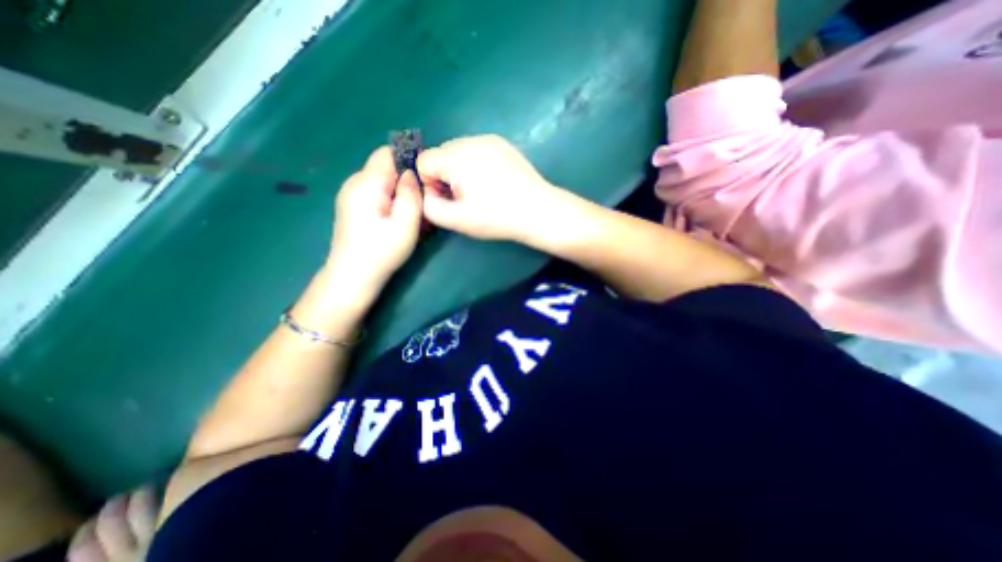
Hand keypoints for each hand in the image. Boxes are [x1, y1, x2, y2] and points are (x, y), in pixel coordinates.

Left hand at [330, 148, 420, 290]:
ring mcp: (351, 194)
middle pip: (386, 167)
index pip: (388, 153)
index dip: (410, 160)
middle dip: (407, 180)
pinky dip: (391, 200)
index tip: (426, 180)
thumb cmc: (381, 252)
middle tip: (422, 203)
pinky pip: (376, 192)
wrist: (352, 277)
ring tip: (412, 214)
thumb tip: (412, 172)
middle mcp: (355, 183)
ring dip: (400, 192)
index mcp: (366, 184)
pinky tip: (398, 219)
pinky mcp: (353, 206)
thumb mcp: (405, 225)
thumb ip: (410, 195)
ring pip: (383, 181)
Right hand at [416, 134, 571, 242]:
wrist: (538, 210)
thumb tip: (426, 193)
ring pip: (459, 152)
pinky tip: (492, 182)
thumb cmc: (496, 217)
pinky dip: (476, 164)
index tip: (448, 200)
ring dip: (460, 170)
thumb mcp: (457, 220)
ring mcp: (489, 139)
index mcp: (456, 157)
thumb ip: (429, 207)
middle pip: (441, 155)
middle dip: (445, 176)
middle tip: (465, 198)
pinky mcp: (502, 144)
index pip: (423, 162)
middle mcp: (470, 140)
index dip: (429, 184)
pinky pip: (477, 150)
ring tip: (480, 191)